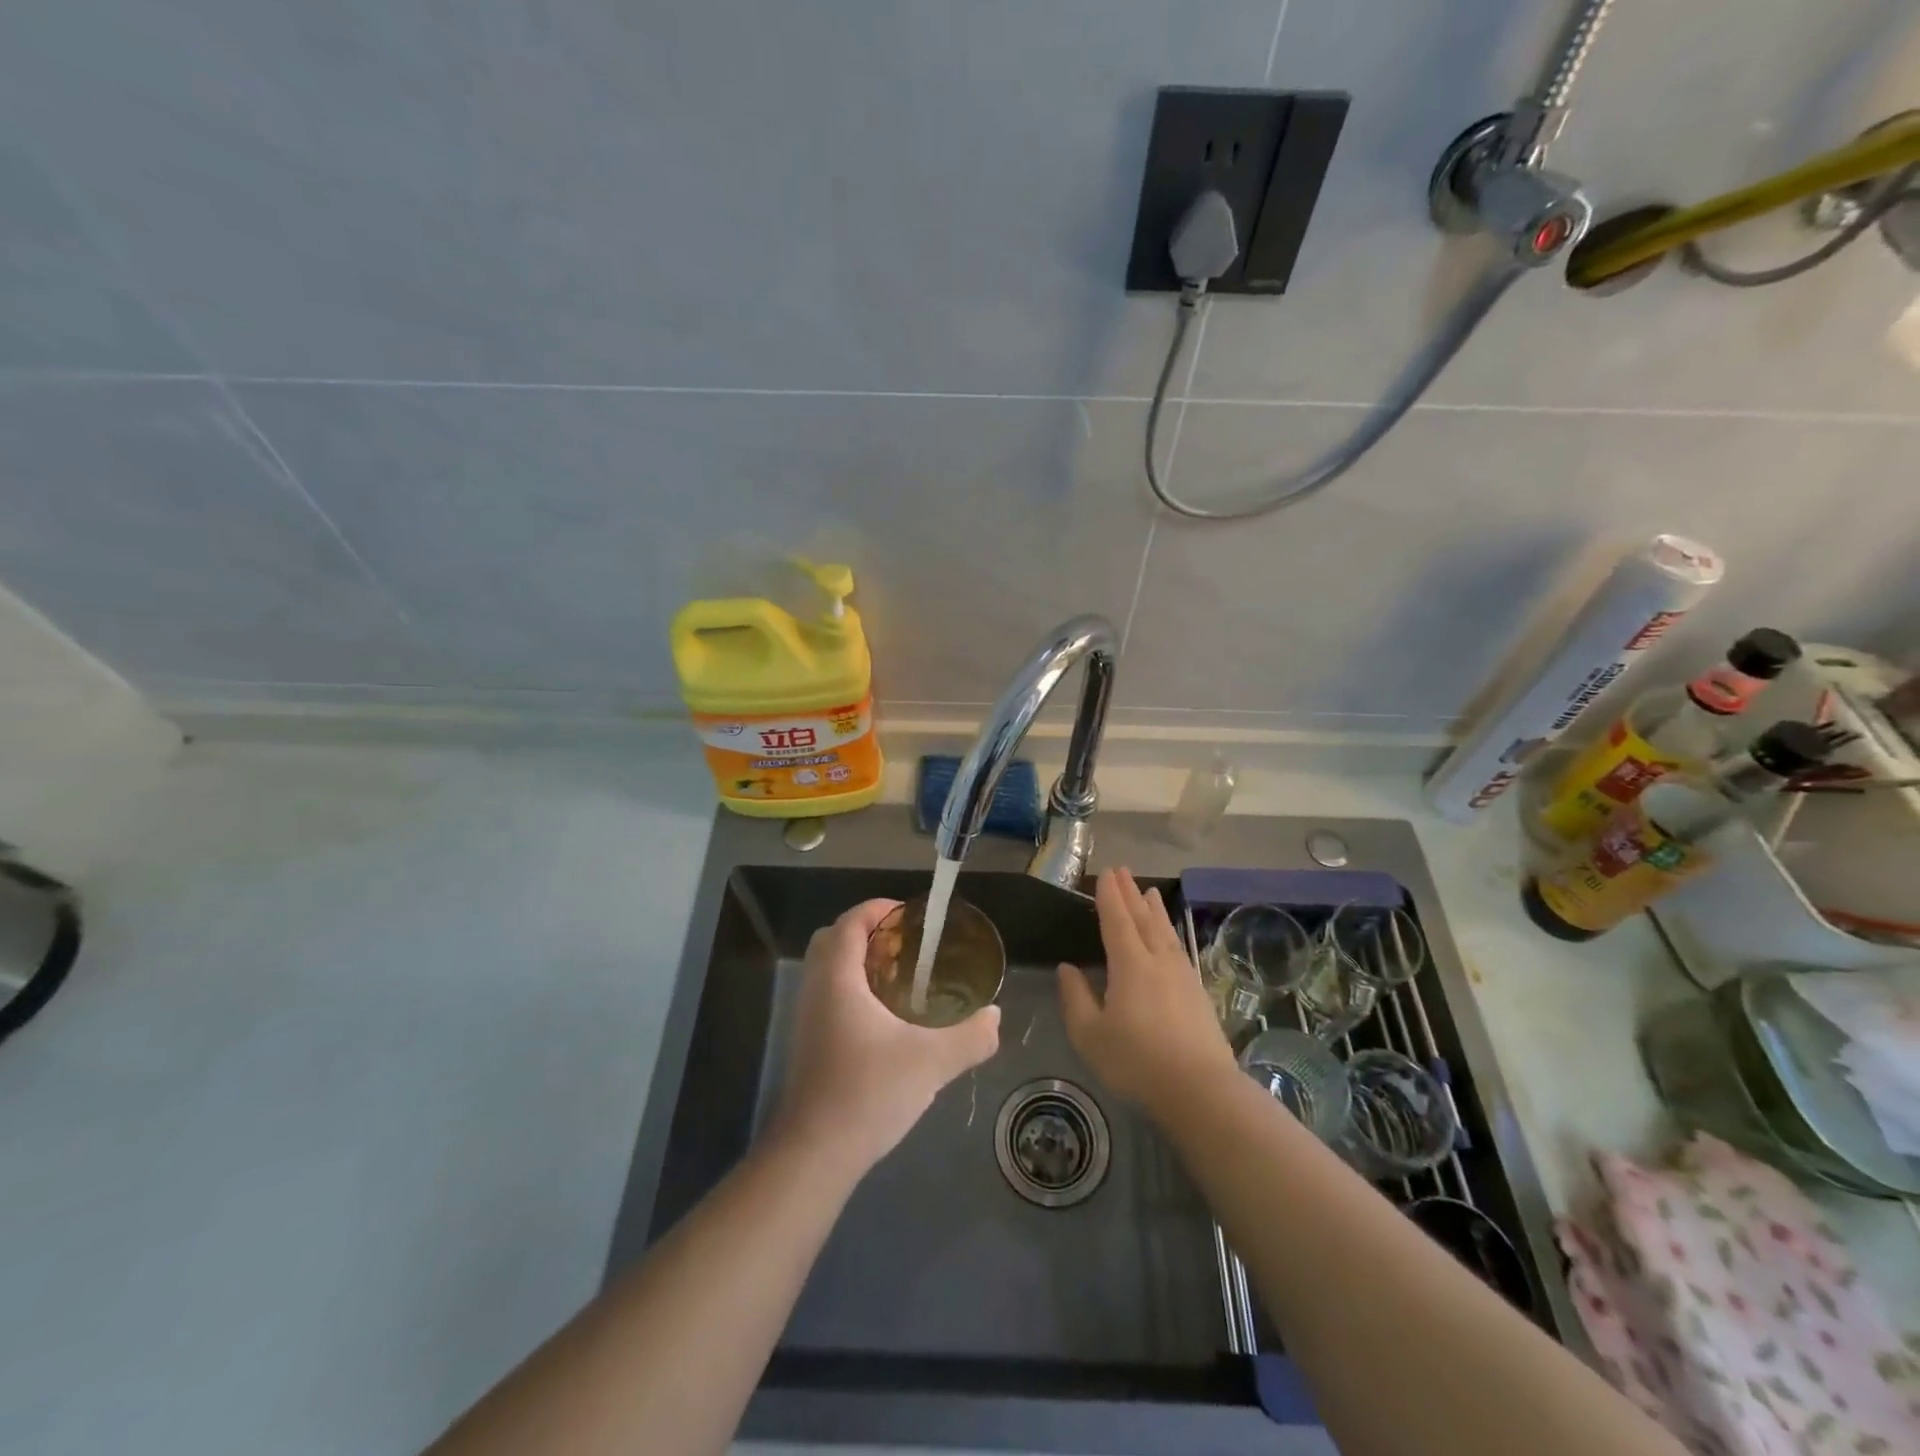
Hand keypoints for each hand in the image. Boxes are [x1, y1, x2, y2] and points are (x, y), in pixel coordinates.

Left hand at [774, 898, 1000, 1177]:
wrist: (815, 1154)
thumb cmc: (868, 1093)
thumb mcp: (931, 1062)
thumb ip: (970, 1036)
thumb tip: (995, 1017)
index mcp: (838, 979)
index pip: (850, 922)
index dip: (878, 909)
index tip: (911, 916)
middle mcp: (816, 989)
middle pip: (833, 939)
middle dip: (868, 931)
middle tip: (906, 945)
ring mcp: (807, 1017)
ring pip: (828, 969)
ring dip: (859, 961)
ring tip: (902, 977)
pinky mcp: (809, 1042)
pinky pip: (828, 994)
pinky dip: (853, 988)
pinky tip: (886, 1018)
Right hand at [1058, 868, 1237, 1116]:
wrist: (1200, 1089)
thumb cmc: (1136, 1061)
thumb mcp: (1090, 1035)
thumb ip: (1076, 998)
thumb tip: (1067, 968)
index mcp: (1130, 965)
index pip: (1117, 920)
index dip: (1110, 897)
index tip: (1106, 874)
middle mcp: (1158, 961)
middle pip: (1143, 919)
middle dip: (1130, 894)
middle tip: (1122, 871)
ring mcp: (1182, 975)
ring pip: (1164, 931)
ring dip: (1154, 909)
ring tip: (1149, 891)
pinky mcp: (1198, 992)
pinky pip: (1178, 948)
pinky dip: (1169, 932)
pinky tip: (1169, 937)